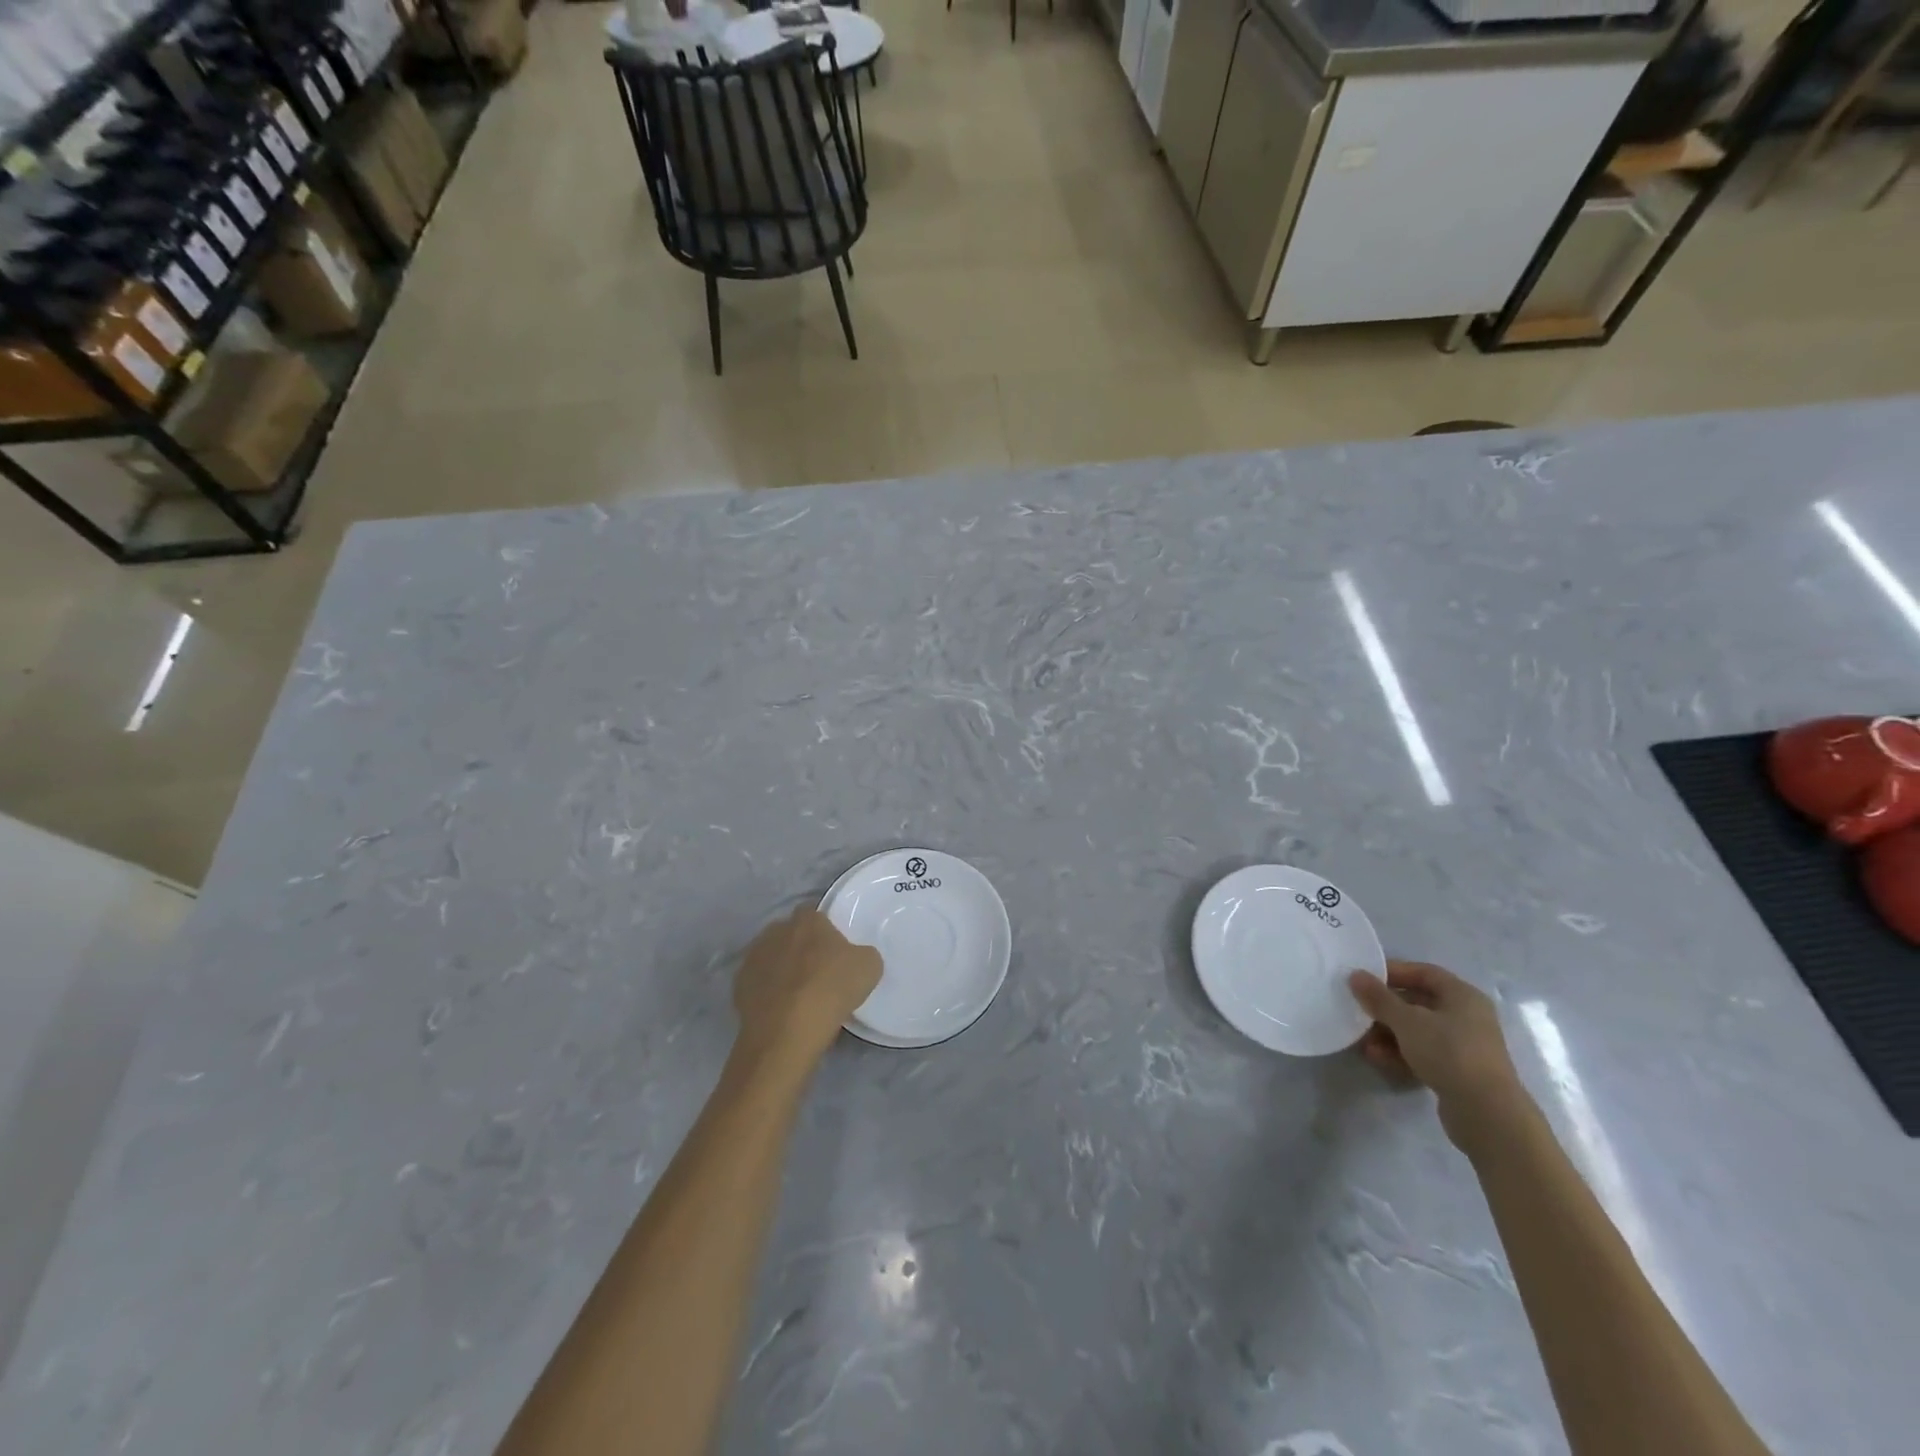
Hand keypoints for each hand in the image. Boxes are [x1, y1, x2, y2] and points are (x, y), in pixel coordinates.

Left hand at [733, 907, 881, 1069]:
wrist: (788, 1031)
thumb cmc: (832, 989)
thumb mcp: (869, 967)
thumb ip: (862, 954)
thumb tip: (856, 958)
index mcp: (807, 920)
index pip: (816, 915)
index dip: (826, 933)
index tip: (835, 953)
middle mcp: (776, 930)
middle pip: (791, 934)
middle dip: (801, 948)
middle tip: (817, 973)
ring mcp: (753, 957)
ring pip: (771, 958)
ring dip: (781, 970)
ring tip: (797, 996)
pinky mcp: (738, 985)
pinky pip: (758, 984)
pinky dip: (767, 993)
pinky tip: (779, 1011)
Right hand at [1349, 960, 1530, 1150]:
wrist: (1487, 1114)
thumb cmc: (1449, 1053)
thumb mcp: (1407, 1021)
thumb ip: (1379, 997)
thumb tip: (1356, 975)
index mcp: (1462, 996)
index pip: (1424, 972)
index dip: (1393, 972)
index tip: (1364, 979)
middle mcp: (1467, 1017)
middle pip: (1418, 1002)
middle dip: (1385, 1008)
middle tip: (1358, 1010)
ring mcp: (1464, 1046)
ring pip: (1418, 1030)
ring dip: (1388, 1033)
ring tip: (1363, 1041)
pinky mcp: (1458, 1072)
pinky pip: (1424, 1053)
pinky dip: (1400, 1053)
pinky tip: (1378, 1058)